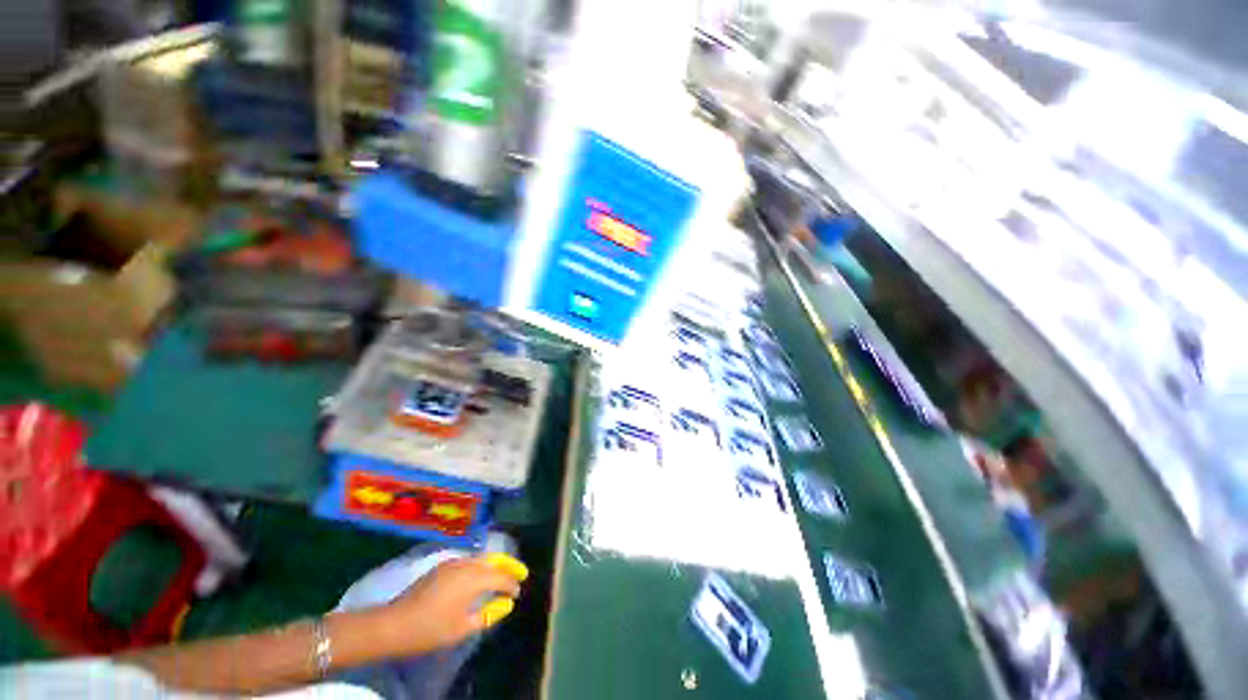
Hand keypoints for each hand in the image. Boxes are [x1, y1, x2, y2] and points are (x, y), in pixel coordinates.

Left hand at [373, 554, 527, 656]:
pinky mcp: (441, 566)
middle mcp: (466, 565)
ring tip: (500, 573)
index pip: (501, 577)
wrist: (394, 624)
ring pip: (480, 559)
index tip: (518, 592)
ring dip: (493, 565)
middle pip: (493, 561)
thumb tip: (503, 605)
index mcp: (474, 579)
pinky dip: (479, 565)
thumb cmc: (431, 629)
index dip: (511, 584)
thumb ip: (486, 615)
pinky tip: (477, 575)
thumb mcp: (462, 628)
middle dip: (507, 566)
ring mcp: (452, 563)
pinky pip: (468, 561)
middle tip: (519, 572)